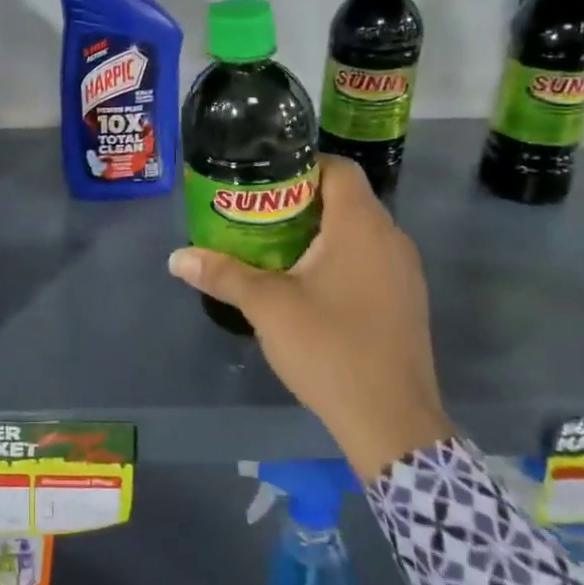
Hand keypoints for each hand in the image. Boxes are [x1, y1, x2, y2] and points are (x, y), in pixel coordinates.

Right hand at [168, 156, 453, 481]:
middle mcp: (391, 239)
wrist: (391, 421)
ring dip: (320, 231)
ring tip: (275, 246)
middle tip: (256, 213)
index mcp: (361, 226)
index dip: (301, 163)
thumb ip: (223, 274)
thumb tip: (176, 257)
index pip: (337, 168)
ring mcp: (405, 272)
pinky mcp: (407, 301)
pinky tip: (309, 285)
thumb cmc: (329, 347)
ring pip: (359, 231)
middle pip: (346, 198)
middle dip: (301, 200)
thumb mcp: (266, 306)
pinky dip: (340, 258)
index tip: (263, 179)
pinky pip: (371, 260)